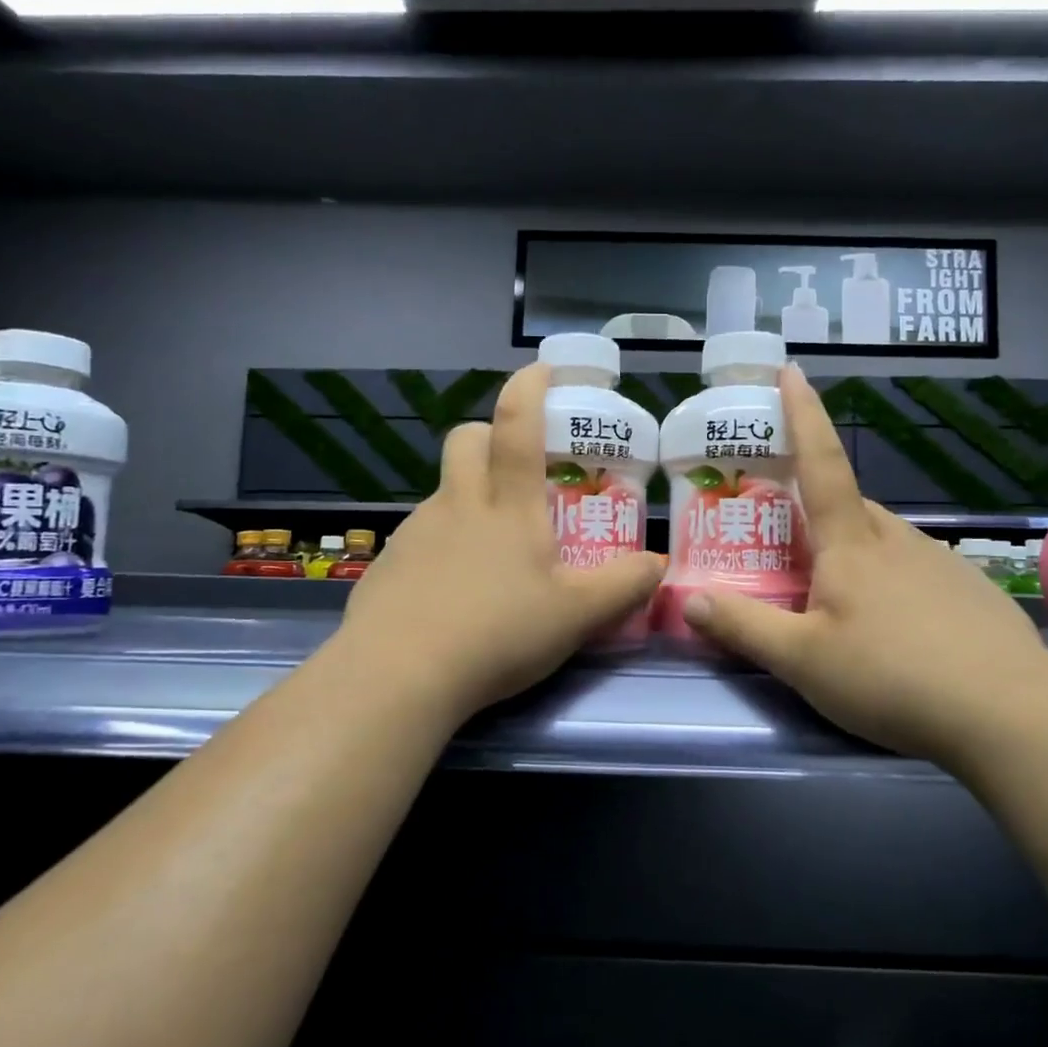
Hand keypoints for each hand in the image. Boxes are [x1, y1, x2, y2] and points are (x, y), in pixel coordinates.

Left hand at [332, 363, 662, 724]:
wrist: (399, 676)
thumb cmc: (497, 633)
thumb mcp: (577, 616)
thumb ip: (624, 586)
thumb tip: (659, 564)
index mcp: (507, 505)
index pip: (516, 425)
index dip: (529, 388)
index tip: (544, 370)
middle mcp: (458, 504)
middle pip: (466, 439)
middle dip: (490, 435)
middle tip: (518, 468)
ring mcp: (416, 532)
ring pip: (444, 489)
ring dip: (469, 495)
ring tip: (495, 549)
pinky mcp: (389, 565)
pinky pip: (421, 535)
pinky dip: (443, 543)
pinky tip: (455, 590)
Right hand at [679, 364, 1047, 763]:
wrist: (1011, 714)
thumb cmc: (892, 676)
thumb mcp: (802, 661)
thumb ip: (744, 627)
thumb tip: (689, 598)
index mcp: (852, 543)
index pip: (821, 462)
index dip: (803, 415)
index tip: (792, 370)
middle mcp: (898, 539)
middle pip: (849, 506)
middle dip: (817, 509)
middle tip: (790, 539)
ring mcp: (941, 564)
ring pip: (884, 542)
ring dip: (855, 552)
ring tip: (839, 599)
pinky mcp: (972, 593)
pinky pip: (918, 572)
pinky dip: (895, 584)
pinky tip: (898, 631)